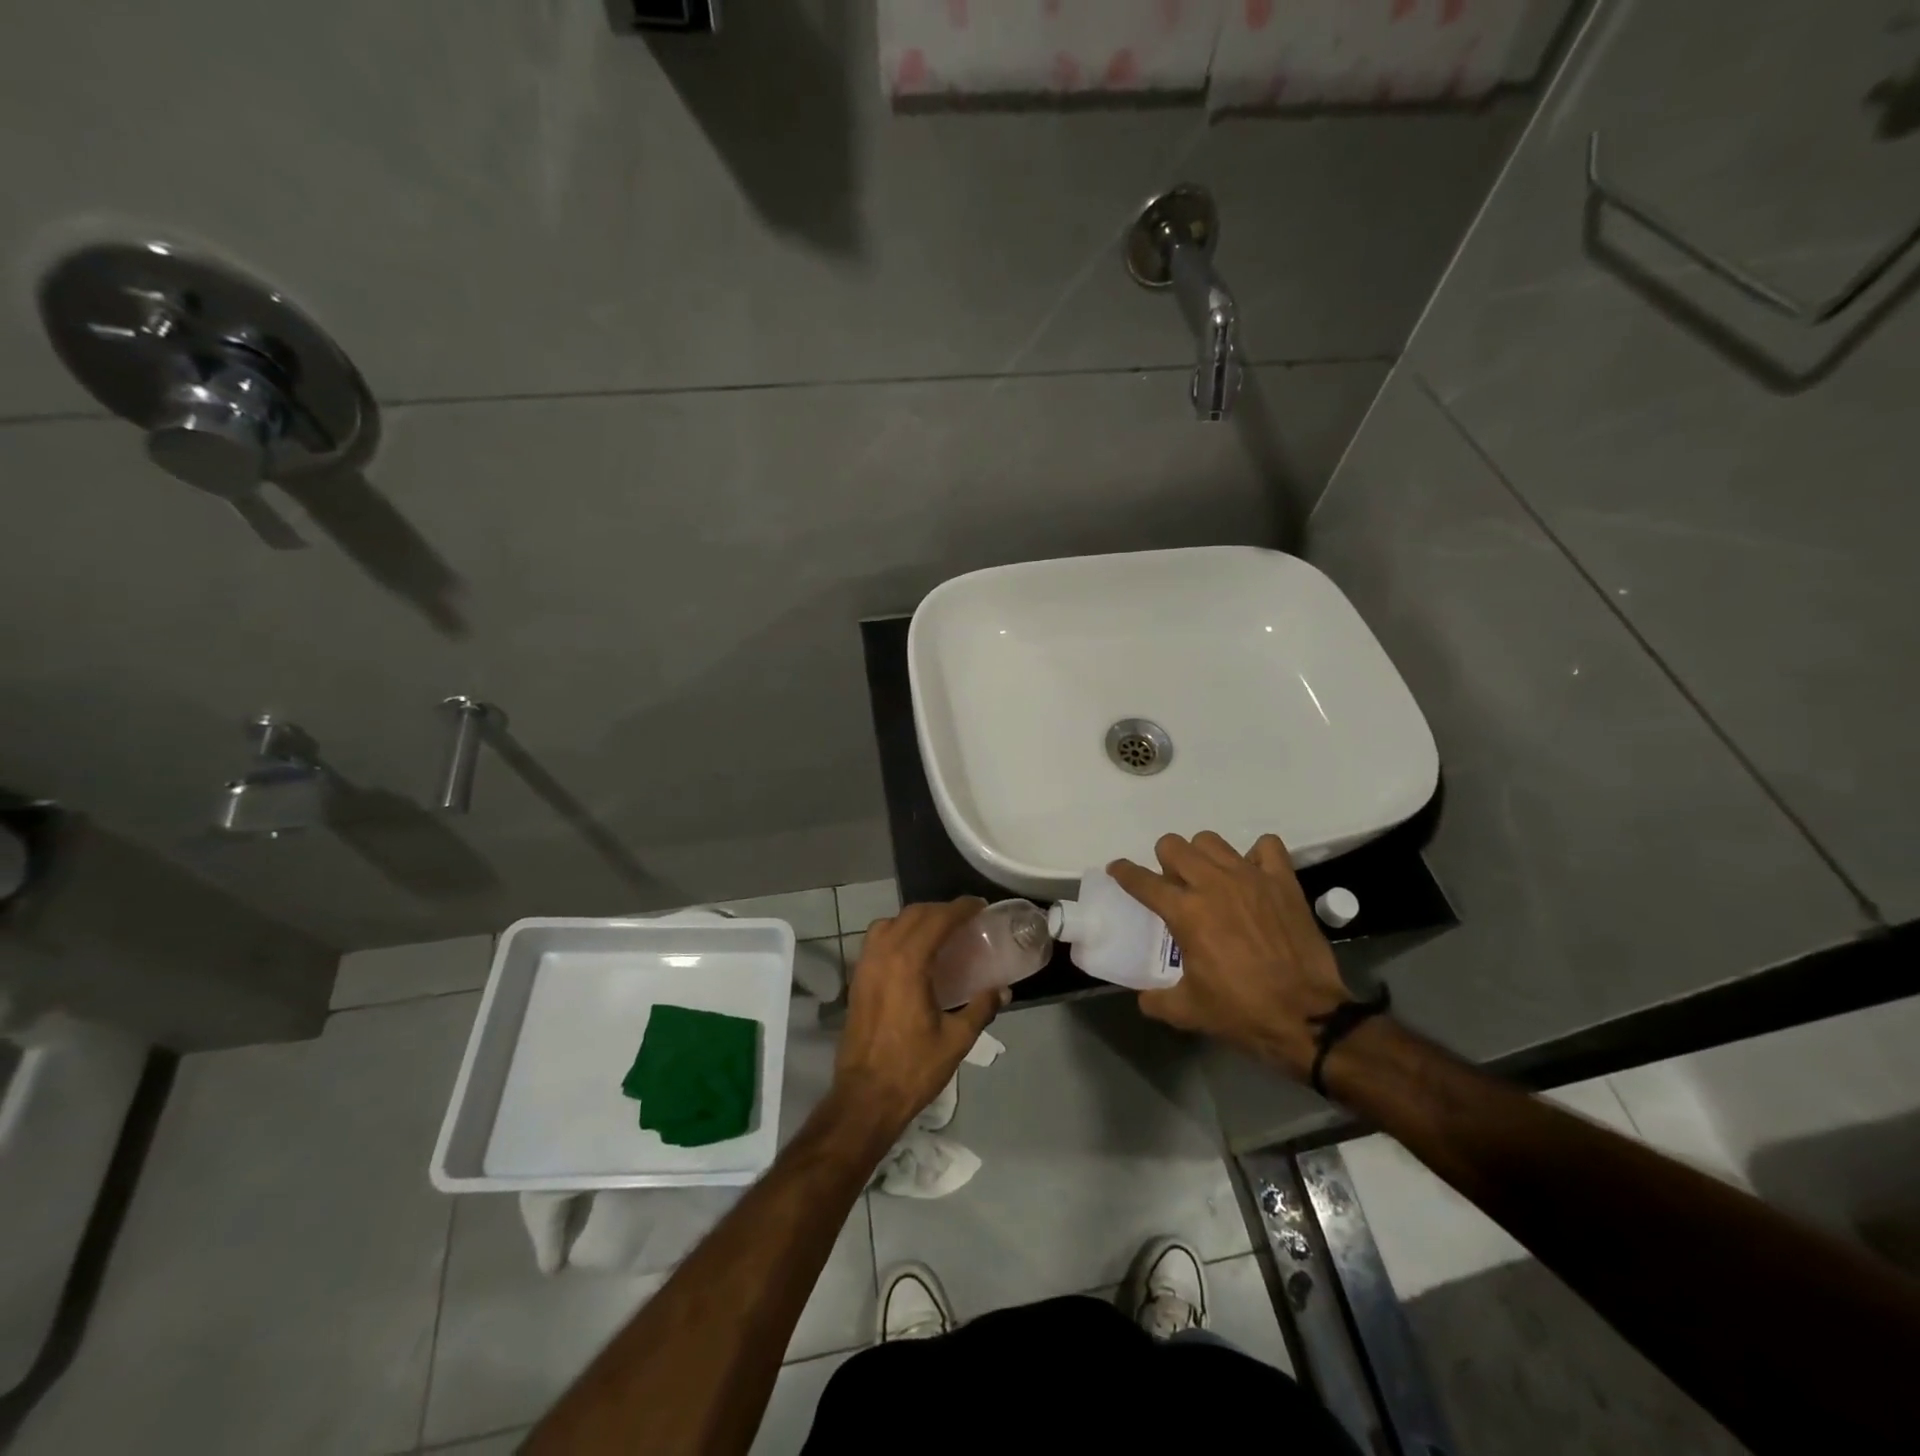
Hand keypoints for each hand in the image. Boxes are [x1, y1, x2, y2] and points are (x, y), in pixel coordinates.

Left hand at [829, 898, 1004, 1139]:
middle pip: (914, 914)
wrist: (865, 1097)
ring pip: (890, 922)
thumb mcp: (956, 1040)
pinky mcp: (856, 979)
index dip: (961, 908)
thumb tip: (1002, 990)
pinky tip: (912, 952)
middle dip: (940, 910)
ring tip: (938, 931)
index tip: (980, 906)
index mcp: (909, 963)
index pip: (937, 919)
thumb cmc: (912, 1068)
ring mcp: (865, 965)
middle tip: (966, 918)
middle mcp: (883, 954)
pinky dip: (896, 932)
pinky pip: (876, 939)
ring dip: (916, 918)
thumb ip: (981, 1008)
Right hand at [1109, 832, 1349, 1078]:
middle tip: (1173, 885)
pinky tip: (1253, 875)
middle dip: (1165, 861)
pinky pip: (1266, 847)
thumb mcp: (1188, 1012)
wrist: (1307, 1016)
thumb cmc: (1242, 1012)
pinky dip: (1256, 855)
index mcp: (1185, 912)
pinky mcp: (1282, 882)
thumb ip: (1157, 1000)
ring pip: (1211, 841)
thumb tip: (1143, 996)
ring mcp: (1250, 878)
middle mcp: (1213, 884)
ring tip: (1210, 879)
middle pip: (1173, 846)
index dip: (1123, 872)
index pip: (1141, 880)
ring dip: (1203, 856)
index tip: (1118, 869)